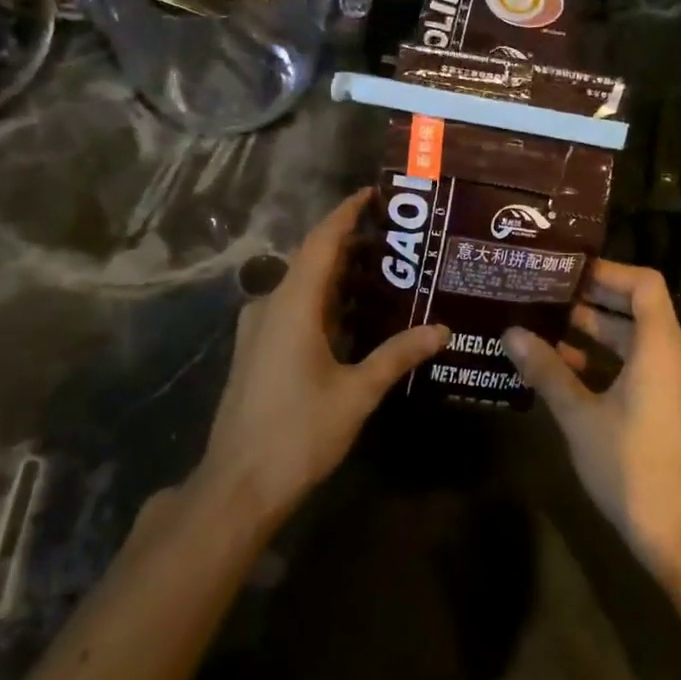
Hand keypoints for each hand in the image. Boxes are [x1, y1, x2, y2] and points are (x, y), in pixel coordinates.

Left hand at [195, 190, 447, 528]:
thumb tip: (442, 330)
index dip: (346, 213)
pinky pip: (293, 311)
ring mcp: (258, 330)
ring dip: (338, 278)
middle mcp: (270, 306)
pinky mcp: (256, 351)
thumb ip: (397, 355)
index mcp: (292, 305)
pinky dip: (324, 304)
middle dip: (350, 245)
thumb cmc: (298, 433)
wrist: (237, 486)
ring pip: (302, 288)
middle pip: (312, 261)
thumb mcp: (357, 393)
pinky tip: (354, 319)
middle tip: (396, 241)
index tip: (373, 193)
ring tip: (384, 275)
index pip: (321, 241)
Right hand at [504, 260, 680, 569]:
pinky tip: (560, 368)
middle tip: (541, 292)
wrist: (680, 532)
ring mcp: (670, 383)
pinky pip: (632, 366)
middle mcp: (670, 356)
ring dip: (590, 332)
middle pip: (634, 308)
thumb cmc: (631, 465)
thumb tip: (511, 333)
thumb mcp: (580, 415)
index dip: (606, 271)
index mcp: (659, 347)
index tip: (564, 271)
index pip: (643, 284)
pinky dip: (600, 360)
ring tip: (541, 324)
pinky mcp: (664, 406)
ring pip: (630, 340)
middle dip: (589, 299)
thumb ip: (547, 370)